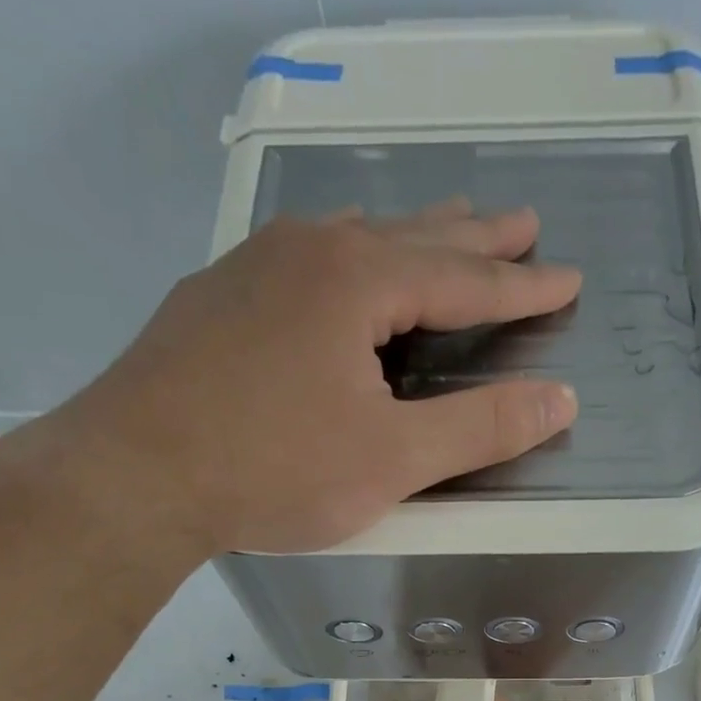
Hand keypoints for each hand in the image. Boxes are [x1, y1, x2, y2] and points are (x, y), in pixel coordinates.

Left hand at [41, 200, 580, 573]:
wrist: (133, 476)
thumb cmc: (273, 470)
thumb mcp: (392, 461)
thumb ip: (480, 429)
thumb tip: (561, 399)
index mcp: (357, 281)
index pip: (464, 279)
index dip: (522, 286)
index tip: (567, 280)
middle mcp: (307, 252)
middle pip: (412, 238)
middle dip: (474, 238)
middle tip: (522, 223)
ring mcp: (252, 270)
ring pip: (351, 241)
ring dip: (408, 238)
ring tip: (443, 231)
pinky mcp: (215, 301)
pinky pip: (302, 263)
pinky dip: (346, 260)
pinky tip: (338, 272)